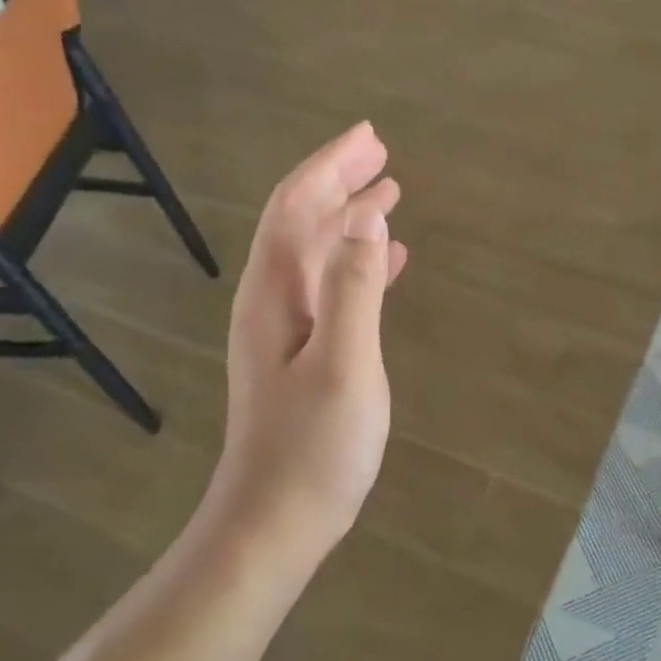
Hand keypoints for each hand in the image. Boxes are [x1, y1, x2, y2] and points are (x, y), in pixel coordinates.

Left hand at [207, 122, 408, 556]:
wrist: (275, 522)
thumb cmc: (313, 446)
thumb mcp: (343, 362)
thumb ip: (353, 287)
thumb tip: (367, 215)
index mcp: (274, 294)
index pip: (296, 209)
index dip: (331, 168)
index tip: (370, 138)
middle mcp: (272, 301)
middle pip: (302, 223)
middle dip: (339, 183)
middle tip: (382, 155)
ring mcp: (285, 330)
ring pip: (317, 254)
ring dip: (350, 219)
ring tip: (389, 194)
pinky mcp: (302, 355)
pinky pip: (331, 288)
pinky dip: (358, 264)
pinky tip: (388, 264)